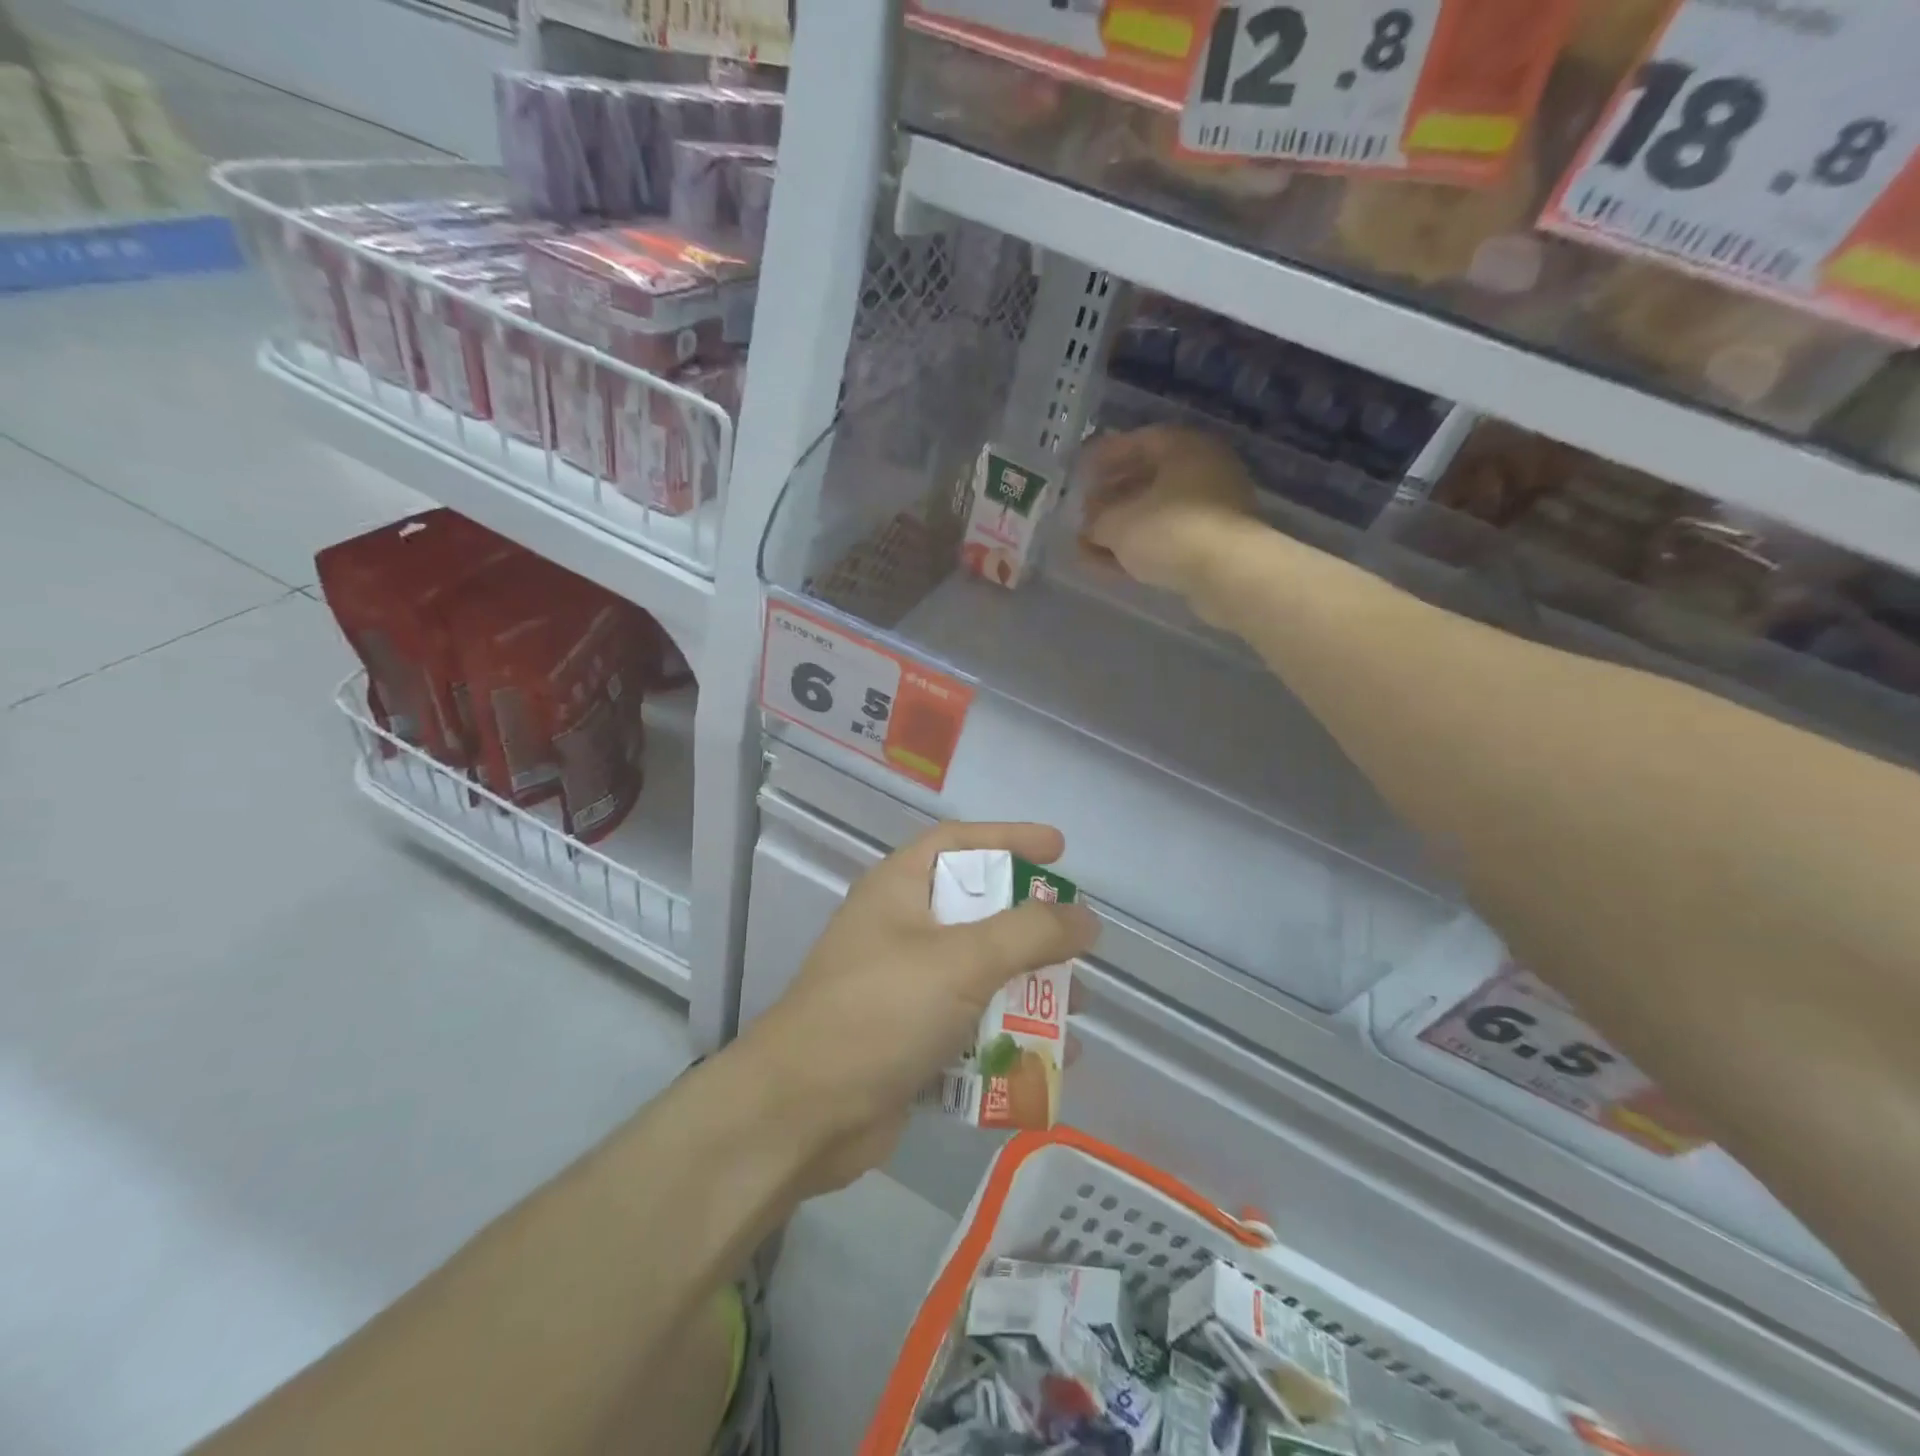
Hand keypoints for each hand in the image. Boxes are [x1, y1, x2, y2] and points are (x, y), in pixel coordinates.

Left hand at [739, 822, 1098, 1193]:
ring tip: (1078, 1008)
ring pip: (979, 973)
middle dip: (1031, 928)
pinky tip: (1050, 1060)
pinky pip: (969, 1025)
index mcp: (899, 889)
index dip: (1010, 837)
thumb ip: (1029, 933)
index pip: (959, 842)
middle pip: (977, 911)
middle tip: (1076, 941)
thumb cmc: (880, 1012)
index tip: (1060, 849)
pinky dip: (1008, 1036)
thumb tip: (1086, 918)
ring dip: (1028, 989)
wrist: (802, 1114)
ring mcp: (902, 987)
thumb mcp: (961, 961)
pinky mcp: (908, 1039)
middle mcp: (900, 929)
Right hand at [1080, 425, 1257, 601]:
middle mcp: (1204, 469)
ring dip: (1123, 527)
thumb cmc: (1170, 531)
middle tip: (1085, 513)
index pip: (1137, 441)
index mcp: (1183, 447)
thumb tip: (1091, 524)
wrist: (1229, 574)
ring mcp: (1214, 508)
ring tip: (1090, 546)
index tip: (1080, 473)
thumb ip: (1097, 520)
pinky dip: (1142, 547)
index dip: (1104, 457)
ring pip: (1158, 512)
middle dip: (1112, 497)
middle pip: (1149, 478)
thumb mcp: (1118, 524)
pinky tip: (1114, 565)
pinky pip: (1170, 537)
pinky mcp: (1216, 543)